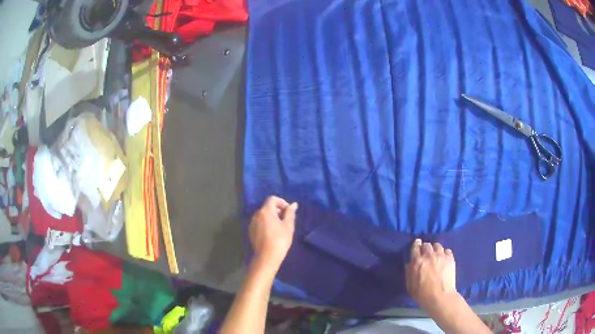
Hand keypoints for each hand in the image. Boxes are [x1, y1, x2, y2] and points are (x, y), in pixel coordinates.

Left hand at [249, 196, 297, 271]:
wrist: (267, 257)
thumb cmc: (280, 240)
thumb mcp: (288, 225)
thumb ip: (290, 213)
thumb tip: (293, 204)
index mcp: (265, 211)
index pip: (272, 199)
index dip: (282, 202)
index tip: (288, 211)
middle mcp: (256, 214)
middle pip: (267, 207)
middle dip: (277, 211)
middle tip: (286, 221)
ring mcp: (252, 223)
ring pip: (263, 215)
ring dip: (272, 218)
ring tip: (280, 228)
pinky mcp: (251, 231)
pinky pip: (259, 223)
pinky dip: (266, 224)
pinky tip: (272, 234)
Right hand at [405, 239, 456, 309]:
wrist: (440, 297)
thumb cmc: (422, 294)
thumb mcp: (410, 285)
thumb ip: (409, 272)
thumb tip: (409, 263)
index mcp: (417, 262)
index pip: (415, 247)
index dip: (416, 244)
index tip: (417, 244)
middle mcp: (429, 255)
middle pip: (427, 245)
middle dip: (425, 248)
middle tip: (426, 253)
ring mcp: (441, 256)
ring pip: (437, 245)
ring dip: (435, 249)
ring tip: (435, 255)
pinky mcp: (450, 258)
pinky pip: (447, 250)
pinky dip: (444, 253)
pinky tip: (443, 259)